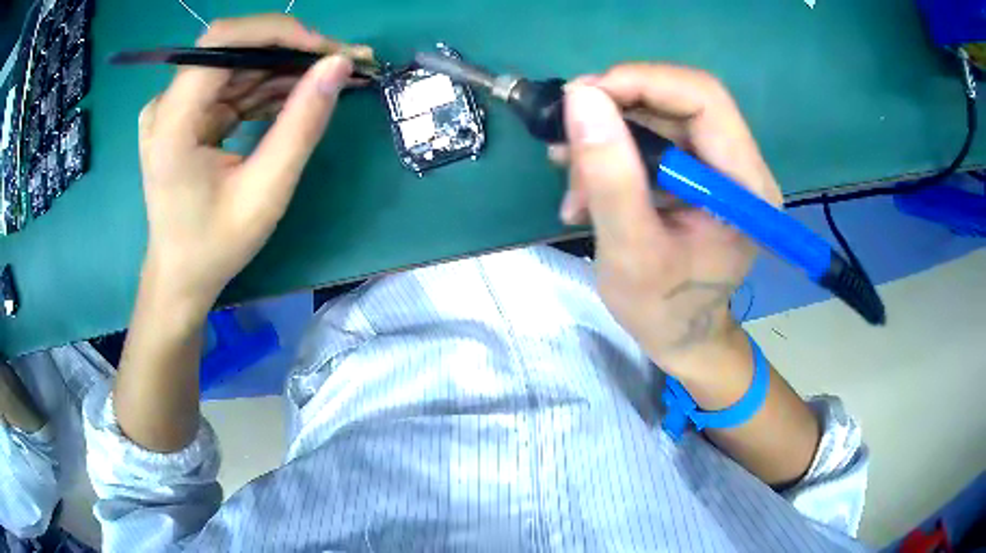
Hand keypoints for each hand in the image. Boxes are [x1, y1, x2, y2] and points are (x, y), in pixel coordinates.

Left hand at [137, 14, 362, 311]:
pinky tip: (298, 96)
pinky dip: (267, 86)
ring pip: (237, 64)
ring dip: (284, 68)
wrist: (180, 275)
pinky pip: (232, 84)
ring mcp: (174, 107)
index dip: (276, 32)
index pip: (221, 42)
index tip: (324, 50)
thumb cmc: (215, 246)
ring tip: (329, 80)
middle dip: (290, 50)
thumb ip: (301, 125)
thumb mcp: (265, 192)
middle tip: (341, 64)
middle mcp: (166, 104)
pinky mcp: (185, 113)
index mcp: (172, 124)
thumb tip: (339, 65)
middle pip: (232, 49)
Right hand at [558, 65, 781, 372]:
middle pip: (679, 101)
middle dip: (617, 111)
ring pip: (659, 118)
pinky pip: (652, 140)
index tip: (583, 96)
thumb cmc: (663, 309)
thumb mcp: (631, 251)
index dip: (643, 82)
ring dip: (607, 137)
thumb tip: (581, 98)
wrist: (679, 336)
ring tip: (572, 179)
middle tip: (566, 137)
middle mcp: (740, 166)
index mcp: (745, 186)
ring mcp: (718, 168)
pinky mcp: (696, 175)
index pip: (705, 99)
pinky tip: (585, 187)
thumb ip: (610, 176)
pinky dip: (612, 153)